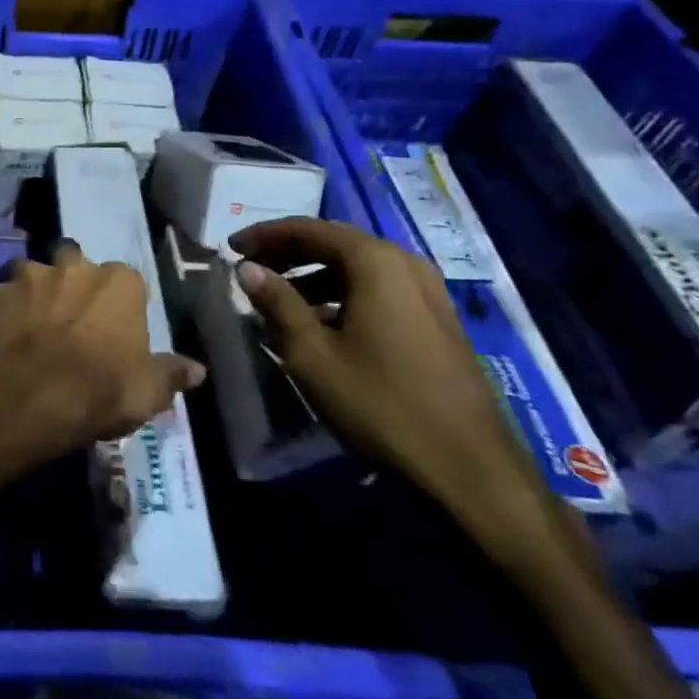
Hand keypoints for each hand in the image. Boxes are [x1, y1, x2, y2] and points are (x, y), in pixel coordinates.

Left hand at [0, 242, 204, 470]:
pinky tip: (1, 335)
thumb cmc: (101, 389)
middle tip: (68, 316)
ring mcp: (28, 276)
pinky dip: (0, 311)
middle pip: (73, 262)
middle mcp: (73, 266)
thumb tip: (197, 369)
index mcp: (118, 282)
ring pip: (29, 272)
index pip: (125, 280)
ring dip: (31, 290)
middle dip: (70, 281)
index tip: (111, 327)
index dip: (117, 303)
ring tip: (29, 322)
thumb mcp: (149, 391)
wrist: (30, 396)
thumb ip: (172, 373)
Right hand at [229, 218, 545, 525]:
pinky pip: (379, 291)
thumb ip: (277, 303)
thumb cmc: (380, 404)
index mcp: (376, 263)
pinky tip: (320, 325)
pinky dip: (342, 296)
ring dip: (314, 277)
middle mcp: (406, 265)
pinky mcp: (437, 321)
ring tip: (279, 300)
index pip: (309, 229)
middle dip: (289, 253)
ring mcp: (428, 293)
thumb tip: (248, 269)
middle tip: (251, 269)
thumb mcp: (312, 354)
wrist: (468, 469)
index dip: (265, 235)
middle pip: (336, 243)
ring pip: (358, 269)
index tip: (230, 247)